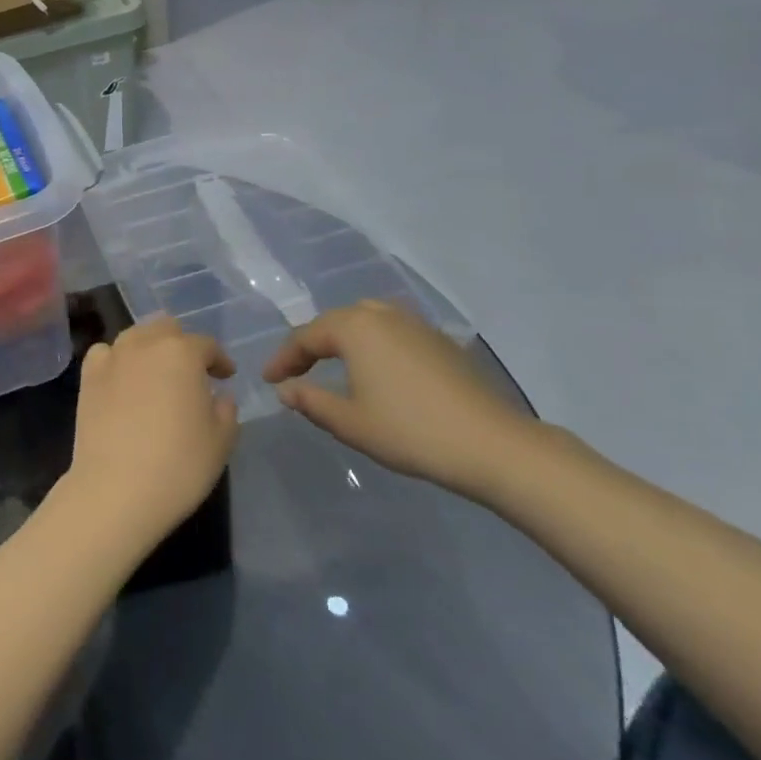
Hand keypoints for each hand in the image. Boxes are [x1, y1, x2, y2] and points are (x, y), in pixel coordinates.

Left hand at [57, 315, 239, 555]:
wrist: (116, 489)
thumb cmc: (178, 465)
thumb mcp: (221, 441)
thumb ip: (226, 410)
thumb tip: (218, 395)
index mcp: (182, 352)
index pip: (206, 345)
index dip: (219, 360)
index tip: (226, 377)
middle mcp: (146, 344)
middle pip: (167, 328)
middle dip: (182, 345)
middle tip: (191, 373)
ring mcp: (113, 357)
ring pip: (135, 335)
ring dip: (150, 347)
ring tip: (157, 374)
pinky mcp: (88, 376)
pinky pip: (105, 353)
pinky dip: (117, 359)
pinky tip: (123, 379)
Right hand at [263, 301, 538, 499]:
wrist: (492, 445)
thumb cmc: (411, 432)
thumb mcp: (350, 422)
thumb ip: (311, 401)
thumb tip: (285, 389)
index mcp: (355, 328)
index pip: (306, 337)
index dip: (284, 359)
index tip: (268, 380)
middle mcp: (383, 315)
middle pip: (336, 322)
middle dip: (312, 344)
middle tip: (296, 371)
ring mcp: (416, 324)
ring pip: (367, 320)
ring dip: (343, 339)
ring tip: (332, 364)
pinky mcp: (440, 341)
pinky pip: (392, 331)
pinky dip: (373, 343)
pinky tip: (376, 369)